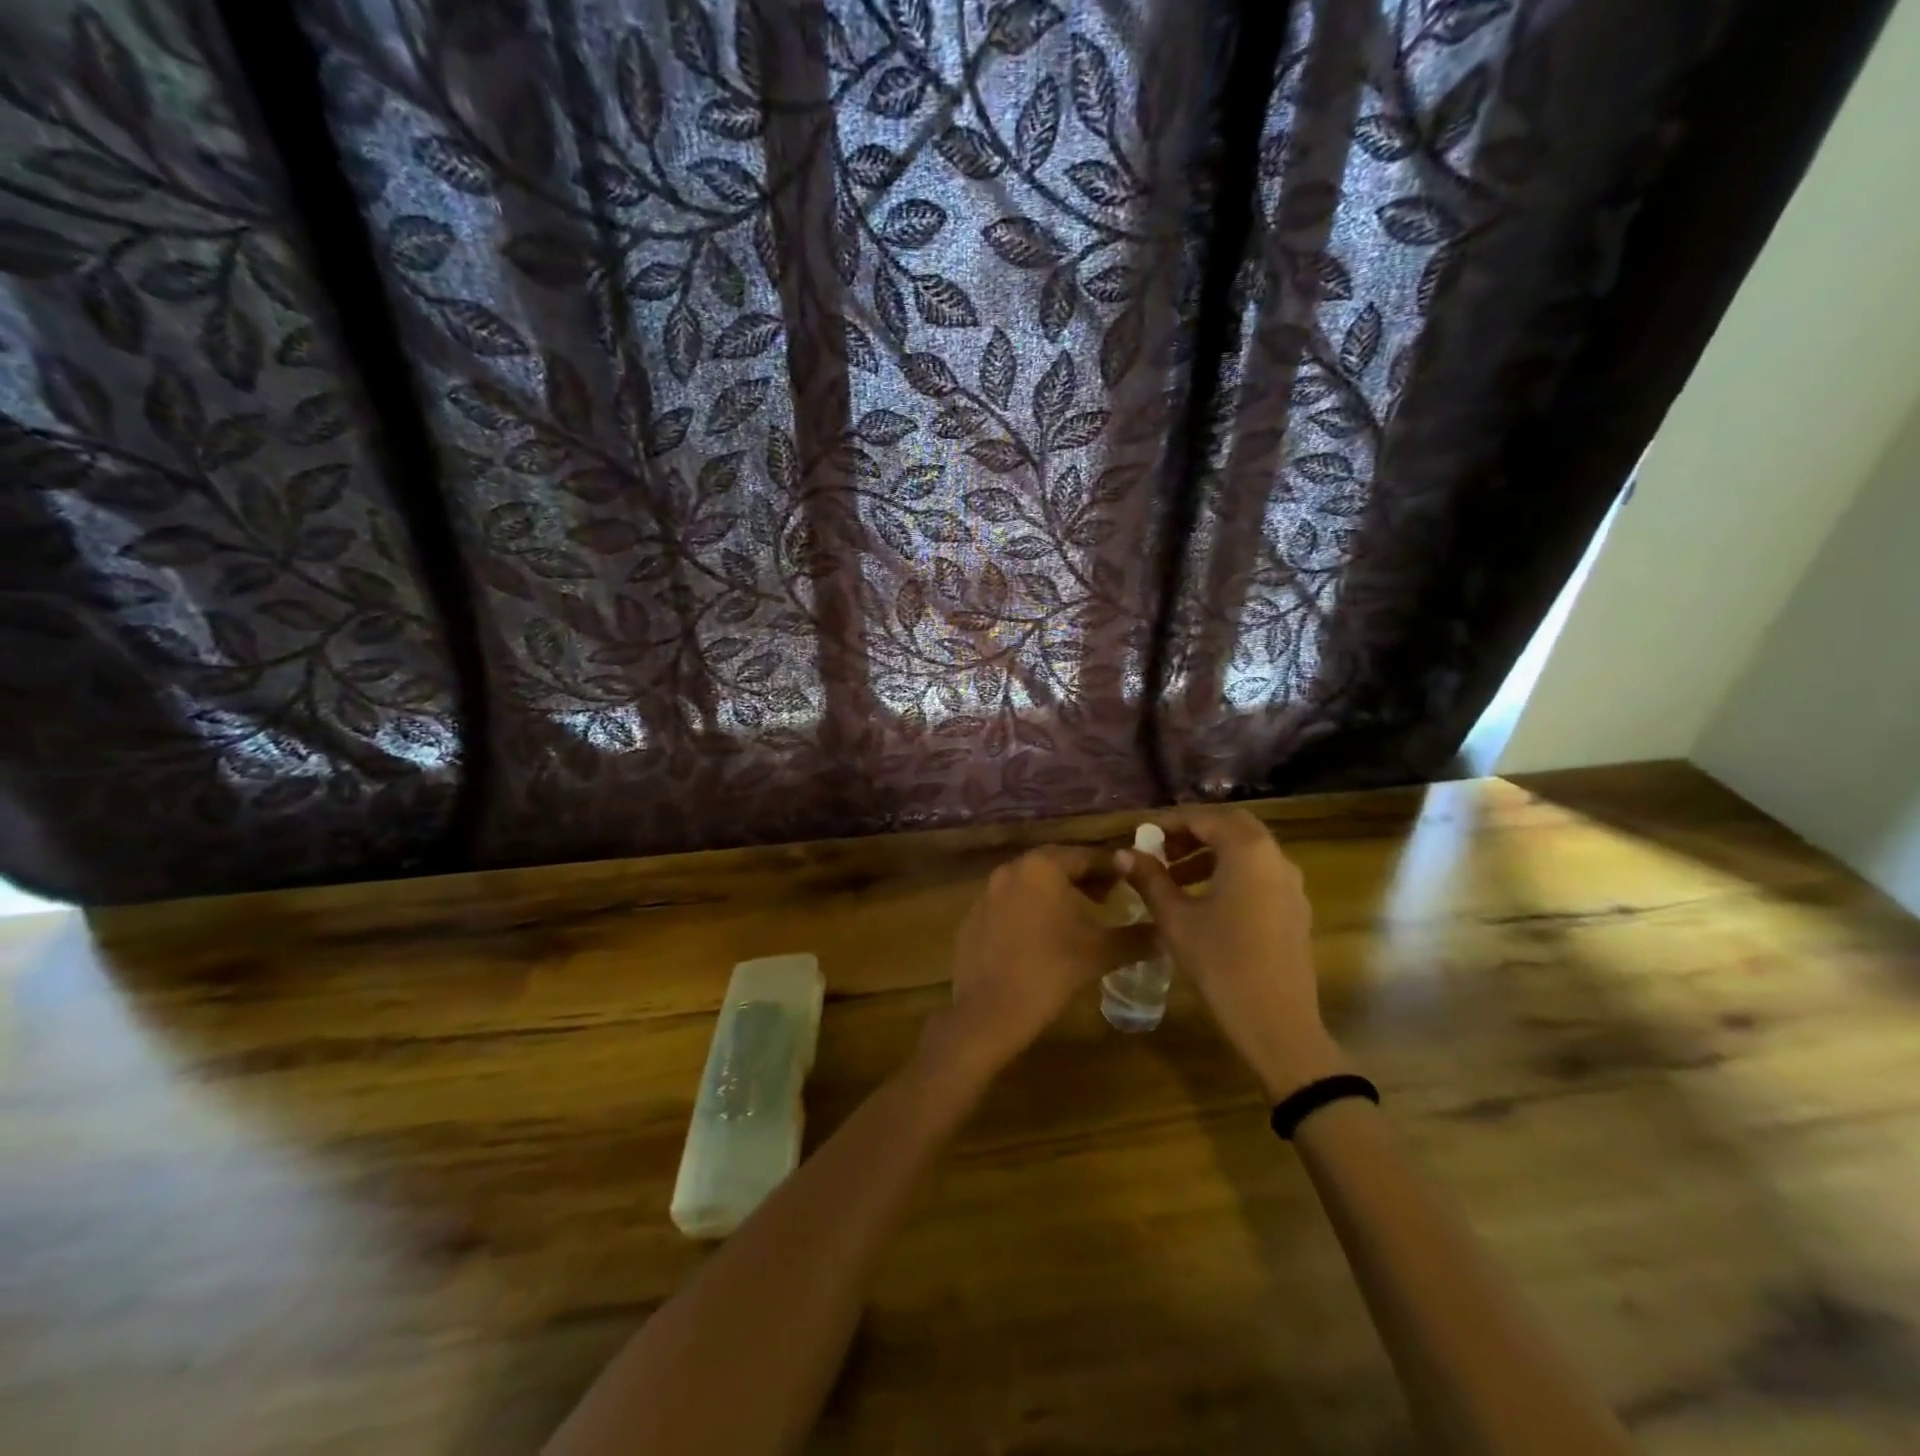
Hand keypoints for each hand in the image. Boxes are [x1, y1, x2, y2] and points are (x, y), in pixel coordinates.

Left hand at [929, 845, 1140, 1074]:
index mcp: (1043, 867)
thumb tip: (1166, 934)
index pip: (1087, 856)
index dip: (1113, 869)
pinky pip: (1009, 902)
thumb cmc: (1049, 972)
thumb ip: (1135, 938)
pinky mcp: (973, 916)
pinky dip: (1030, 909)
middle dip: (1084, 878)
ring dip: (1056, 892)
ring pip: (1031, 882)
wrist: (988, 1011)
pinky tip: (1042, 936)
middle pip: (1057, 864)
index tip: (1133, 881)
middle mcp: (1012, 869)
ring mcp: (987, 891)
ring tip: (1079, 917)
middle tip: (1109, 897)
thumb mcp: (1099, 953)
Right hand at [1119, 806, 1348, 1099]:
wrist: (1278, 1022)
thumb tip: (1124, 853)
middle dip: (1193, 832)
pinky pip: (1260, 872)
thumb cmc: (1221, 963)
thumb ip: (1150, 879)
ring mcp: (1291, 883)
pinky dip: (1230, 871)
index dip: (1168, 822)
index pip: (1204, 818)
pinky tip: (1205, 900)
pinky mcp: (1295, 908)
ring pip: (1248, 849)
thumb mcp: (1176, 919)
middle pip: (1231, 826)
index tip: (1140, 834)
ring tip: (1174, 876)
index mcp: (1247, 851)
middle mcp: (1275, 857)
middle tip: (1160, 849)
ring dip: (1211, 852)